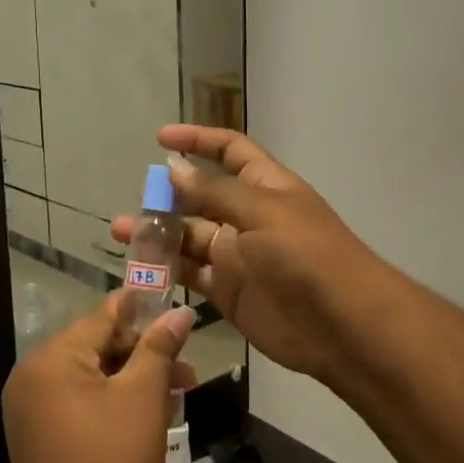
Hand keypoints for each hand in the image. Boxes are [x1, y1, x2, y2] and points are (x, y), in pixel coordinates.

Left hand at [1, 293, 197, 462]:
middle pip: (98, 347)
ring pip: (92, 378)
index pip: (104, 316)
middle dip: (144, 355)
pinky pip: (79, 403)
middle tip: (187, 369)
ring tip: (175, 396)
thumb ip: (159, 348)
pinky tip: (148, 417)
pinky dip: (112, 403)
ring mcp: (31, 408)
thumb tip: (180, 313)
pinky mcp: (38, 436)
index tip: (174, 304)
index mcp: (53, 357)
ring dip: (133, 382)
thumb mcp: (143, 398)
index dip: (142, 309)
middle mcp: (33, 375)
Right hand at [111, 126, 385, 387]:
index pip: (229, 150)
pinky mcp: (228, 292)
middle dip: (168, 196)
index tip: (161, 138)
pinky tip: (139, 268)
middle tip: (135, 202)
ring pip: (189, 238)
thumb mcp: (261, 212)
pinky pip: (190, 275)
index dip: (198, 140)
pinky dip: (166, 271)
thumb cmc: (306, 254)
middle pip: (201, 197)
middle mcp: (247, 217)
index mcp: (264, 186)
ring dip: (158, 234)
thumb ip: (215, 192)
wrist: (341, 324)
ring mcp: (236, 256)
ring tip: (121, 233)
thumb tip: (174, 168)